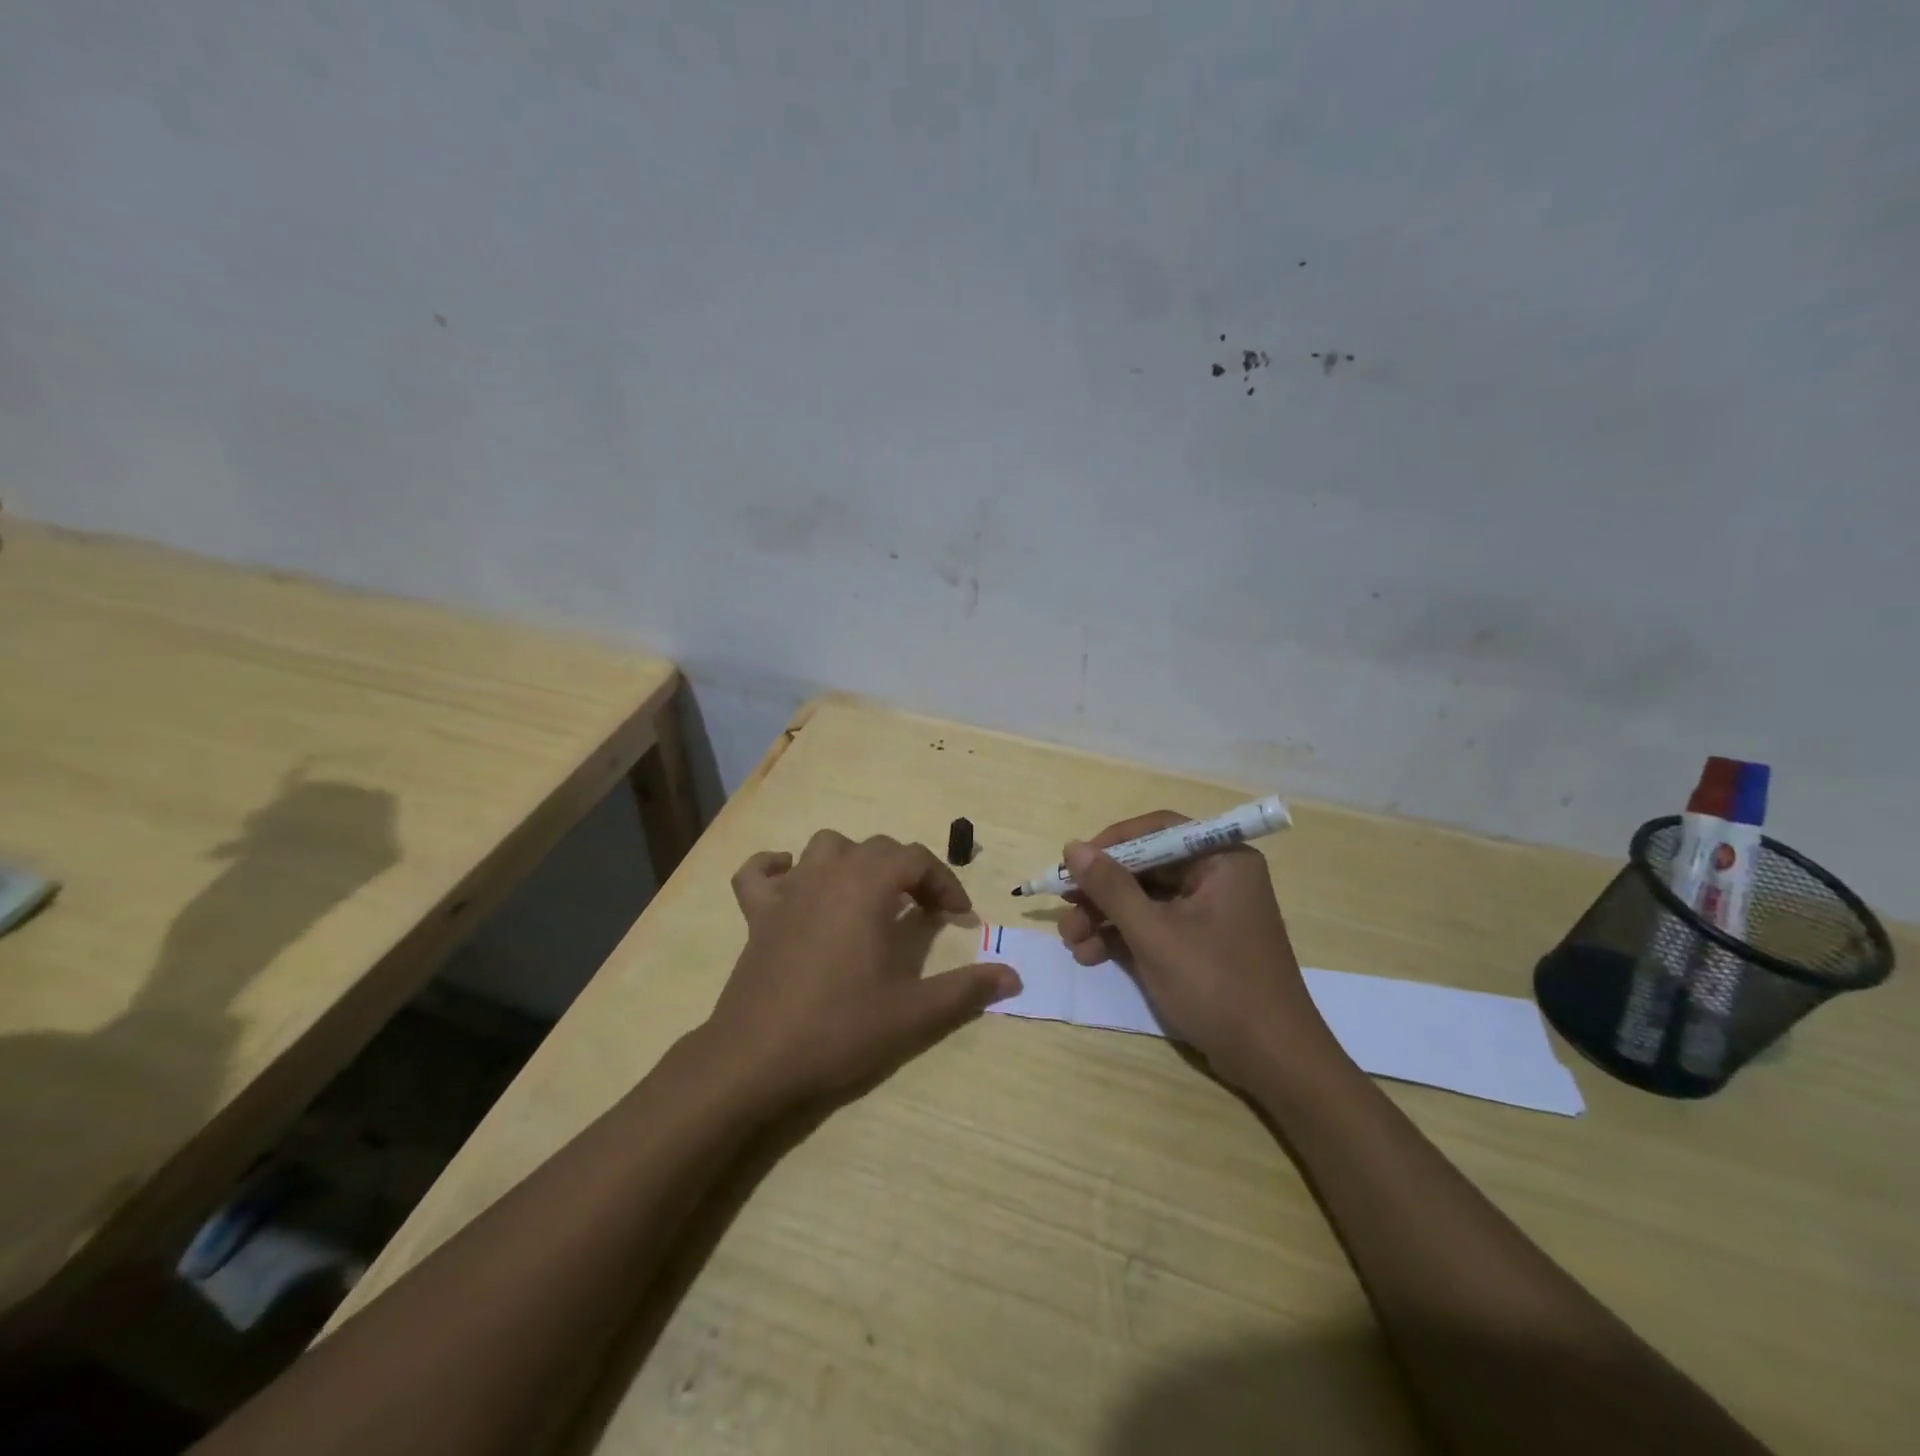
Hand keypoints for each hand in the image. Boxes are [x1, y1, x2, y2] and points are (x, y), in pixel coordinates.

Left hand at [710, 830, 1019, 1105]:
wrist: (755, 1061)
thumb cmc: (839, 1030)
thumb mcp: (913, 1013)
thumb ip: (966, 989)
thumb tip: (1014, 976)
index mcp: (866, 887)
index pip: (915, 859)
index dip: (944, 882)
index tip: (960, 918)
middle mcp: (827, 875)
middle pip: (877, 848)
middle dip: (908, 872)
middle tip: (924, 912)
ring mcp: (787, 892)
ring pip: (825, 847)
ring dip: (853, 862)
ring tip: (869, 897)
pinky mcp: (756, 915)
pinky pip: (759, 872)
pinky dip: (777, 868)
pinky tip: (793, 886)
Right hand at [1057, 812, 1336, 1088]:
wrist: (1272, 1062)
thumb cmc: (1217, 986)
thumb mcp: (1155, 935)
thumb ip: (1111, 888)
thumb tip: (1072, 847)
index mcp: (1221, 860)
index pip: (1157, 830)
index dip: (1111, 844)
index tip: (1072, 864)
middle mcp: (1218, 877)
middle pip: (1146, 867)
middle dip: (1101, 891)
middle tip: (1065, 910)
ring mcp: (1210, 912)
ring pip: (1145, 899)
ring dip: (1105, 917)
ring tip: (1072, 942)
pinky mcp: (1202, 943)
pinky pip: (1155, 924)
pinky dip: (1123, 936)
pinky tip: (1091, 954)